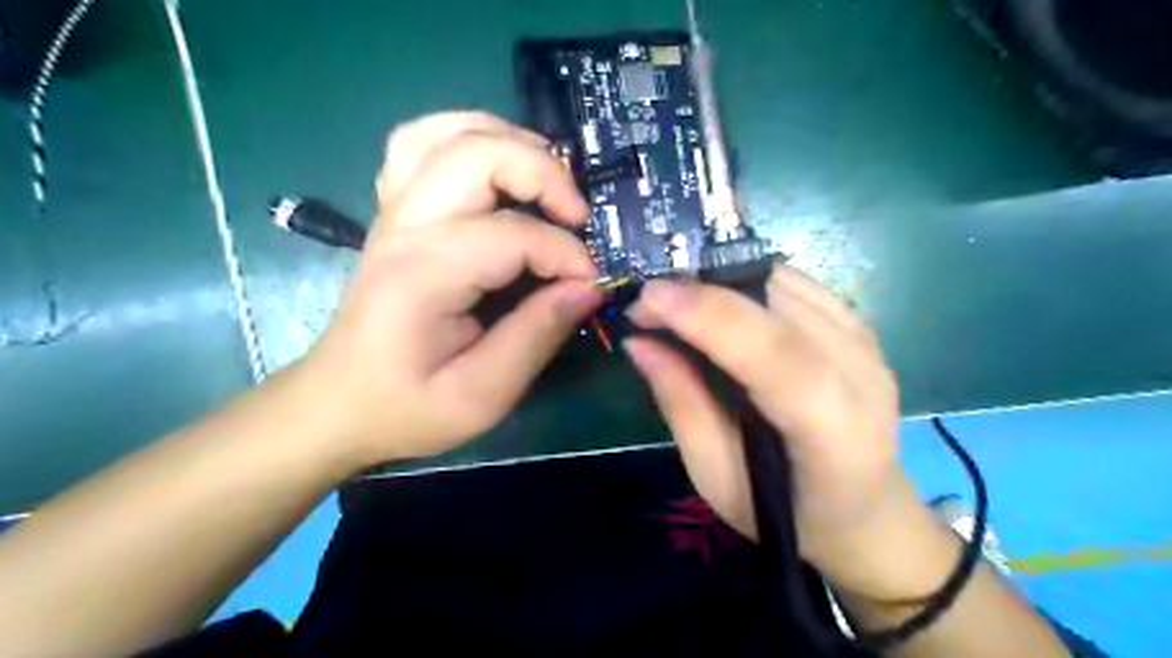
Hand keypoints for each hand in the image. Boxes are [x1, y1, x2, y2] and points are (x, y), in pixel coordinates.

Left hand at [298, 114, 604, 469]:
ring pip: (447, 132)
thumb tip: (588, 288)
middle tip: (579, 217)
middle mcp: (405, 227)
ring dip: (507, 141)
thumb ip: (537, 336)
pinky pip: (424, 145)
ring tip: (548, 180)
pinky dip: (469, 139)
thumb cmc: (407, 407)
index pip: (512, 235)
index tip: (591, 285)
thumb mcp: (481, 394)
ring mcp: (394, 212)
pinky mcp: (395, 213)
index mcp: (424, 274)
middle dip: (544, 174)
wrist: (338, 403)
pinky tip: (497, 170)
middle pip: (476, 153)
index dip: (566, 255)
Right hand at [628, 265, 929, 595]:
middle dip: (703, 291)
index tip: (649, 298)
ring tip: (676, 300)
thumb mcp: (716, 475)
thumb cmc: (784, 510)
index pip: (779, 357)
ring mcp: (867, 344)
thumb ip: (681, 404)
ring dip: (721, 280)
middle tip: (649, 300)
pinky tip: (719, 301)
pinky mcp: (860, 326)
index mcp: (834, 434)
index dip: (712, 318)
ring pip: (786, 283)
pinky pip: (796, 283)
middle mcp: (862, 376)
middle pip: (781, 307)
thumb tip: (638, 341)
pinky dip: (748, 282)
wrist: (863, 508)